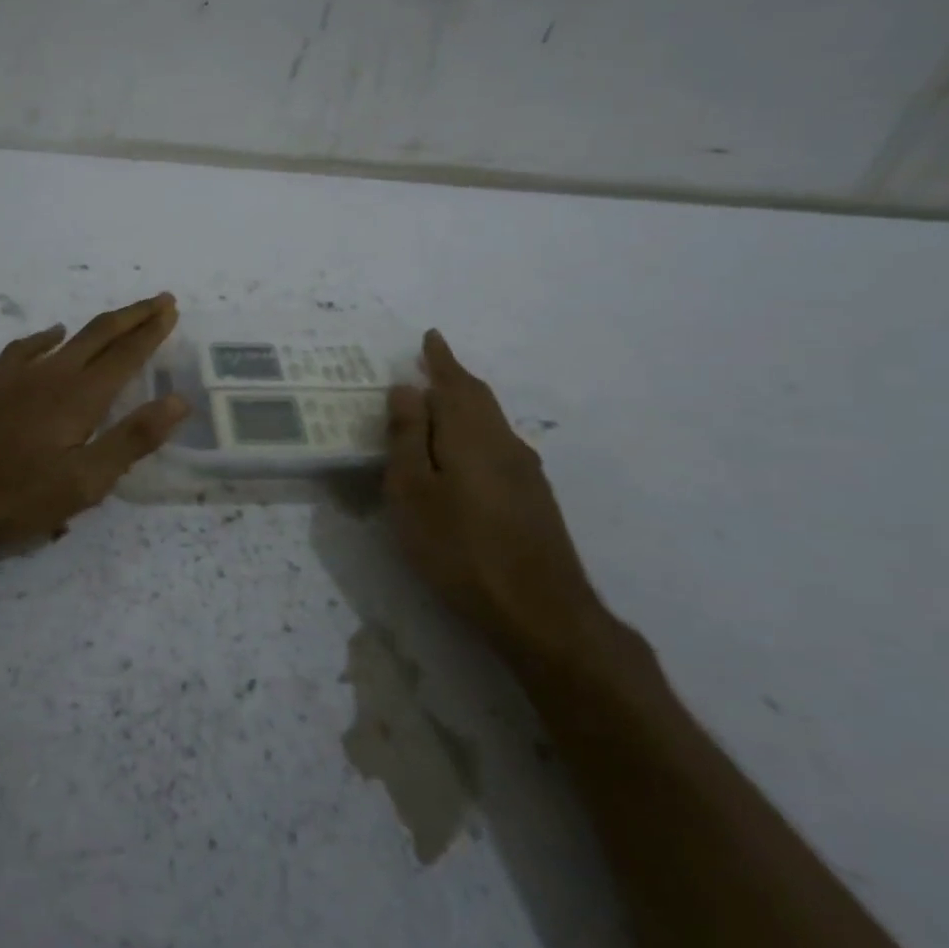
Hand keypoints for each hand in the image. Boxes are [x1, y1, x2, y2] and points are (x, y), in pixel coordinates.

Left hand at [0, 294, 188, 579]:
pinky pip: (26, 347)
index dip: (152, 331)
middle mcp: (53, 374)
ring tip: (119, 319)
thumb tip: (179, 401)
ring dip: (100, 326)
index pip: (126, 355)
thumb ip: (132, 440)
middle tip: (160, 301)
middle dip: (133, 316)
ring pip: (68, 337)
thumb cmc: (13, 498)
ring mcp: (17, 375)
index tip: (171, 309)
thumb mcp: (83, 483)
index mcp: (80, 397)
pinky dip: (47, 336)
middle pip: (100, 334)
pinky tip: (53, 335)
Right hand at [384, 330, 614, 671]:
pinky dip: (475, 435)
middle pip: (478, 398)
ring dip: (465, 407)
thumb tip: (407, 389)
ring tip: (439, 408)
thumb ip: (408, 437)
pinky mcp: (534, 499)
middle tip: (431, 365)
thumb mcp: (414, 491)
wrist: (540, 611)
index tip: (430, 336)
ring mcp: (526, 472)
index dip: (440, 359)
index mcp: (472, 434)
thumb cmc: (460, 547)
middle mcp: (505, 442)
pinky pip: (498, 447)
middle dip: (454, 378)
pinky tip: (465, 457)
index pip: (454, 382)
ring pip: (490, 423)